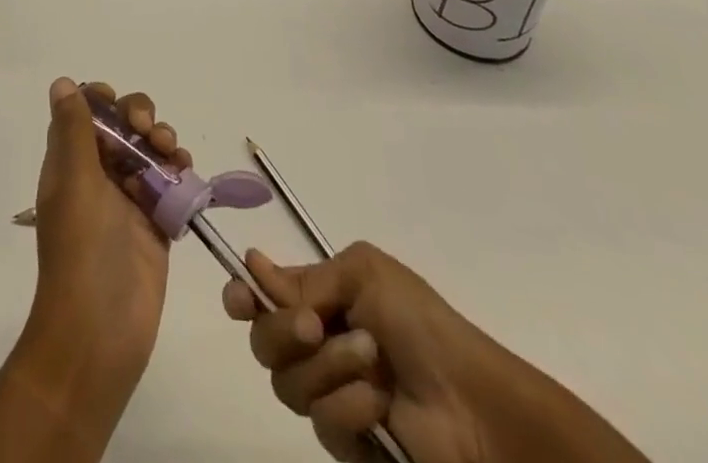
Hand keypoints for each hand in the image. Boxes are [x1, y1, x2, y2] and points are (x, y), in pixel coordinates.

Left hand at [23, 78, 191, 400]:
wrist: (99, 333)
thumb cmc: (81, 250)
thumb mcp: (75, 182)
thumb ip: (73, 130)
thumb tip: (61, 82)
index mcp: (70, 164)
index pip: (84, 115)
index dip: (101, 100)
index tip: (116, 103)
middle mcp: (97, 177)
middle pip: (122, 127)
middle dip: (139, 116)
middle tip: (149, 130)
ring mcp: (128, 201)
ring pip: (149, 151)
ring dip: (163, 140)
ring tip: (172, 152)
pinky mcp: (155, 224)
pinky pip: (170, 184)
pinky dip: (179, 170)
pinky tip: (185, 171)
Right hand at [224, 242, 487, 461]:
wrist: (470, 402)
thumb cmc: (418, 320)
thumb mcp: (363, 273)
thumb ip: (307, 279)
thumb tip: (253, 266)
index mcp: (318, 296)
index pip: (261, 293)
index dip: (241, 294)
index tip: (238, 298)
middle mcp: (314, 342)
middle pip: (262, 339)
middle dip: (283, 331)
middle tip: (316, 326)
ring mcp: (328, 391)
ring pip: (286, 383)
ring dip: (329, 367)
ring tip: (371, 360)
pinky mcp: (344, 440)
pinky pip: (321, 424)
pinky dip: (350, 408)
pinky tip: (380, 405)